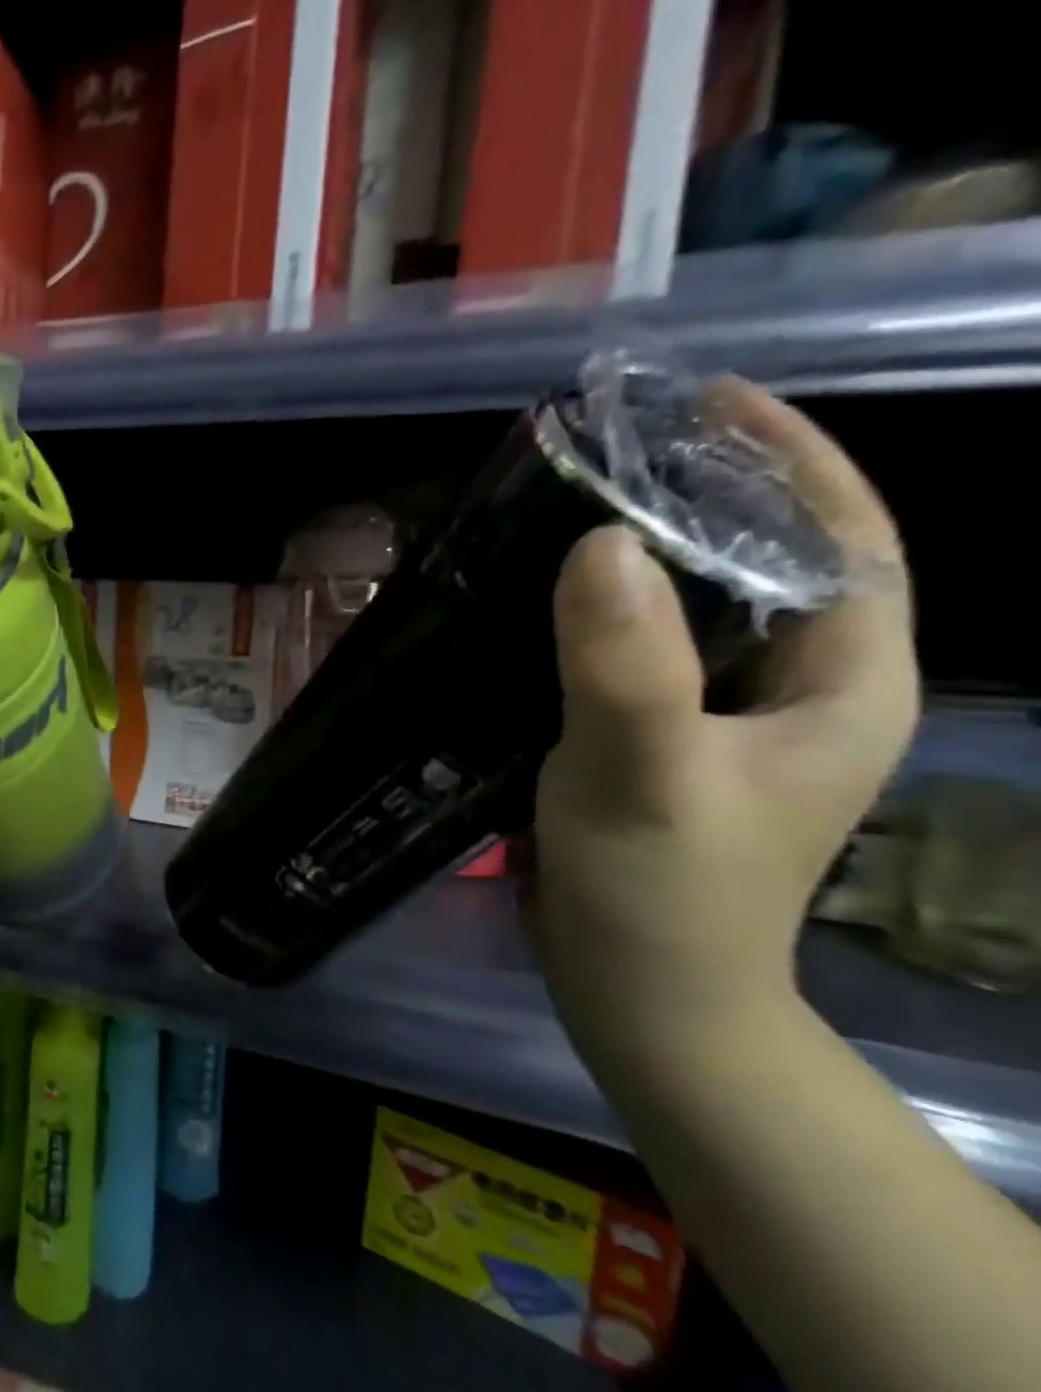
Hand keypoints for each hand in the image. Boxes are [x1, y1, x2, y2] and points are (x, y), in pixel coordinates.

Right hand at [533, 382, 918, 1070]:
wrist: (639, 991)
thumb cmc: (661, 891)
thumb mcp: (644, 773)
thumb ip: (627, 663)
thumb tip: (599, 542)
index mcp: (840, 683)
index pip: (843, 539)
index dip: (790, 458)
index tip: (710, 401)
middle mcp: (796, 689)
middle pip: (769, 561)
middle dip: (708, 494)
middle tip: (622, 448)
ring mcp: (723, 718)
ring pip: (698, 606)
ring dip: (648, 553)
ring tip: (577, 506)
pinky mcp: (661, 739)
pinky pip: (643, 650)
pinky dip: (604, 613)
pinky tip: (547, 600)